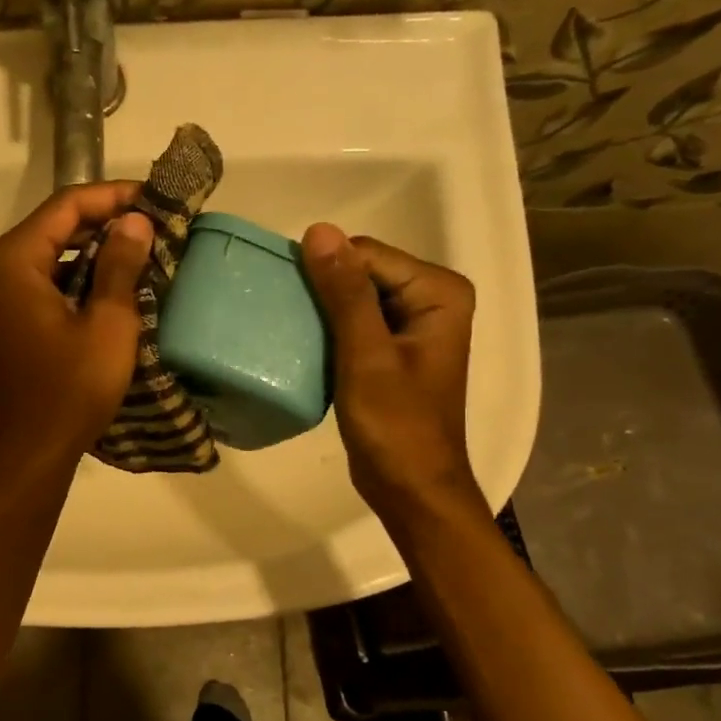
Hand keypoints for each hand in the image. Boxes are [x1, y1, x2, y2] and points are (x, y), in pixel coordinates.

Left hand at [0, 182, 153, 475]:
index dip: (113, 195)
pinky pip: (53, 284)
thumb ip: (121, 265)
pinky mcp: (16, 324)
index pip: (67, 205)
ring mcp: (7, 300)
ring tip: (146, 252)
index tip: (155, 198)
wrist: (29, 453)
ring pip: (57, 256)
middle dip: (107, 221)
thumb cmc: (69, 389)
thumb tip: (135, 220)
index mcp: (17, 260)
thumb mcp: (108, 324)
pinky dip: (85, 279)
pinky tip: (120, 288)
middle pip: (59, 226)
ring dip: (99, 251)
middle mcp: (4, 271)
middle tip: (156, 224)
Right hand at [300, 223, 487, 534]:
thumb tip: (319, 231)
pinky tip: (302, 344)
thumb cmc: (395, 426)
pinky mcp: (392, 349)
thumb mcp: (366, 356)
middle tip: (282, 314)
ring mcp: (412, 325)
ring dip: (320, 310)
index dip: (325, 270)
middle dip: (322, 289)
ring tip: (285, 327)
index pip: (367, 254)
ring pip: (353, 296)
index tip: (286, 295)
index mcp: (438, 292)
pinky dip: (327, 329)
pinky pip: (353, 322)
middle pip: (362, 271)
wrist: (410, 488)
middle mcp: (431, 299)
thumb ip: (345, 293)